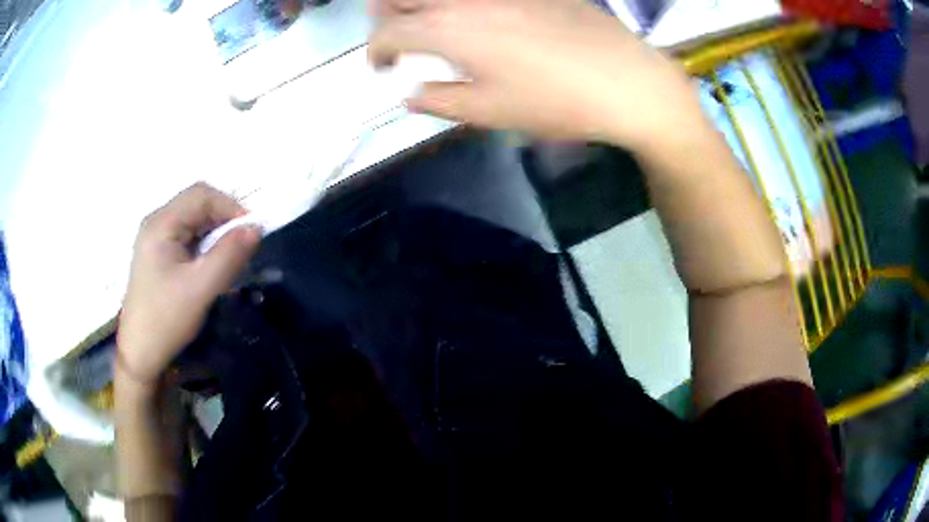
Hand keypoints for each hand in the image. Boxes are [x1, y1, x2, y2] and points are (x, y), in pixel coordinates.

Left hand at [117, 183, 259, 388]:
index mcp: (161, 223)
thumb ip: (229, 255)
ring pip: (194, 220)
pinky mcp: (158, 253)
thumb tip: (257, 227)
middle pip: (197, 204)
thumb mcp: (200, 289)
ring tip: (229, 257)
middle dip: (224, 219)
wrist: (141, 353)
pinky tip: (211, 265)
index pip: (202, 195)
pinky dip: (205, 244)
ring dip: (216, 233)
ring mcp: (156, 237)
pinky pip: (188, 236)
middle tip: (243, 246)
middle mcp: (157, 222)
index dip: (231, 207)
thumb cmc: (166, 319)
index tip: (252, 233)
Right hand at [369, 0, 703, 146]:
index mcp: (448, 29)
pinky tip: (473, 16)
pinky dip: (459, 1)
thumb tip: (411, 95)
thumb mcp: (490, 113)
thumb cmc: (556, 102)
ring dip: (418, 2)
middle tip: (391, 34)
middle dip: (384, 14)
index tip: (381, 67)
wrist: (626, 80)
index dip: (376, 52)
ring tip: (426, 21)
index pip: (388, 33)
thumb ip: (440, 100)